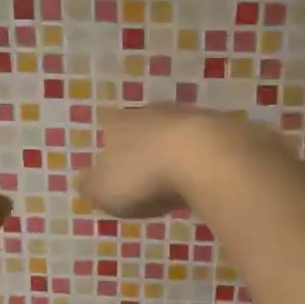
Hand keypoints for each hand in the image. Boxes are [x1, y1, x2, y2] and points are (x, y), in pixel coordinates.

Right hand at [79, 106, 278, 218]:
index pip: (109, 125)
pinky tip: (208, 176)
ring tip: (178, 175)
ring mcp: (192, 117)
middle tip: (146, 169)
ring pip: (178, 131)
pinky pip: (208, 145)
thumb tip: (79, 181)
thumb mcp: (106, 191)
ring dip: (177, 150)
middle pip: (145, 124)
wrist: (209, 159)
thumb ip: (91, 186)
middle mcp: (155, 112)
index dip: (110, 141)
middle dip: (145, 143)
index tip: (113, 159)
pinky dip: (206, 158)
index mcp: (121, 123)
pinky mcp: (225, 129)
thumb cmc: (145, 176)